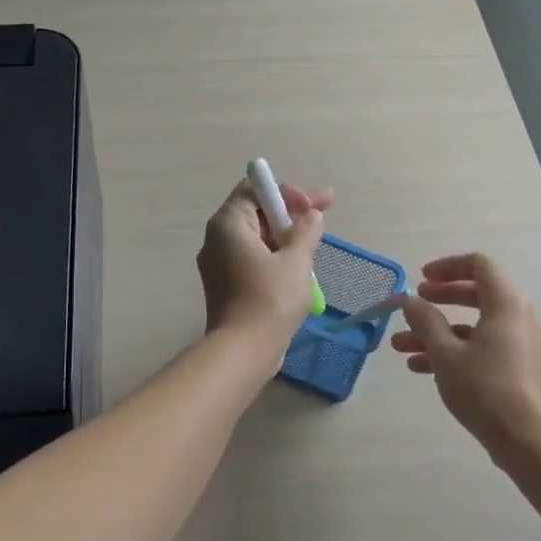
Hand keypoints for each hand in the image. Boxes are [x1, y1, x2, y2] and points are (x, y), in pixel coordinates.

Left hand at [197, 179, 331, 357]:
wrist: (244, 350)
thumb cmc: (270, 299)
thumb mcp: (296, 260)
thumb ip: (306, 231)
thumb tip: (311, 215)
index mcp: (228, 224)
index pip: (255, 190)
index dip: (287, 193)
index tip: (314, 207)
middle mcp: (216, 239)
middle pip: (255, 213)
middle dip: (290, 214)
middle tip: (323, 218)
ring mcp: (218, 264)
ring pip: (256, 239)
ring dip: (285, 238)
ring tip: (314, 246)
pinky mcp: (225, 286)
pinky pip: (252, 261)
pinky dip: (274, 258)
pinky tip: (298, 268)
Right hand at [391, 253, 540, 466]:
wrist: (527, 440)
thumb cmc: (484, 389)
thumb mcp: (445, 353)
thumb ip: (424, 320)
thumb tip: (410, 300)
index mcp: (507, 304)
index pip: (479, 265)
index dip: (447, 267)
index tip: (421, 280)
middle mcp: (521, 317)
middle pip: (476, 293)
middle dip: (439, 301)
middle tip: (413, 307)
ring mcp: (523, 343)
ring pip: (475, 325)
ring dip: (437, 332)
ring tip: (401, 347)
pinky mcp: (521, 366)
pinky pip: (484, 346)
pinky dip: (455, 349)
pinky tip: (421, 367)